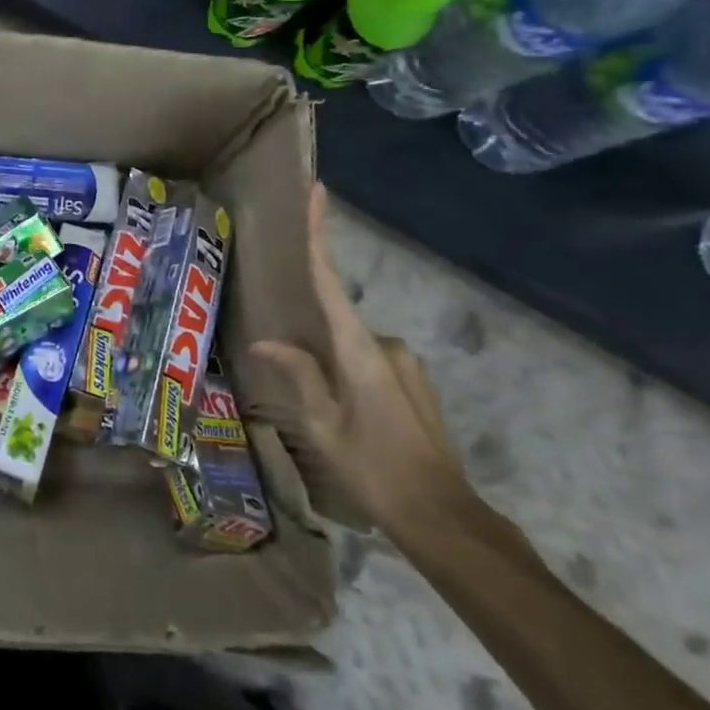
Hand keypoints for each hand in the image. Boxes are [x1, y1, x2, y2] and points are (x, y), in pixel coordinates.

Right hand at [248, 184, 477, 540]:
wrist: (443, 517)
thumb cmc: (374, 468)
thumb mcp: (323, 426)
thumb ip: (298, 376)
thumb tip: (266, 342)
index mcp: (359, 349)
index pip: (330, 281)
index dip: (320, 235)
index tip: (317, 192)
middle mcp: (387, 345)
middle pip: (337, 326)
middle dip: (316, 350)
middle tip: (308, 393)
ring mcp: (407, 363)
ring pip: (353, 351)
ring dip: (335, 374)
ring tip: (330, 422)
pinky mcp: (415, 382)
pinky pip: (371, 366)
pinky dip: (353, 381)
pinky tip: (353, 424)